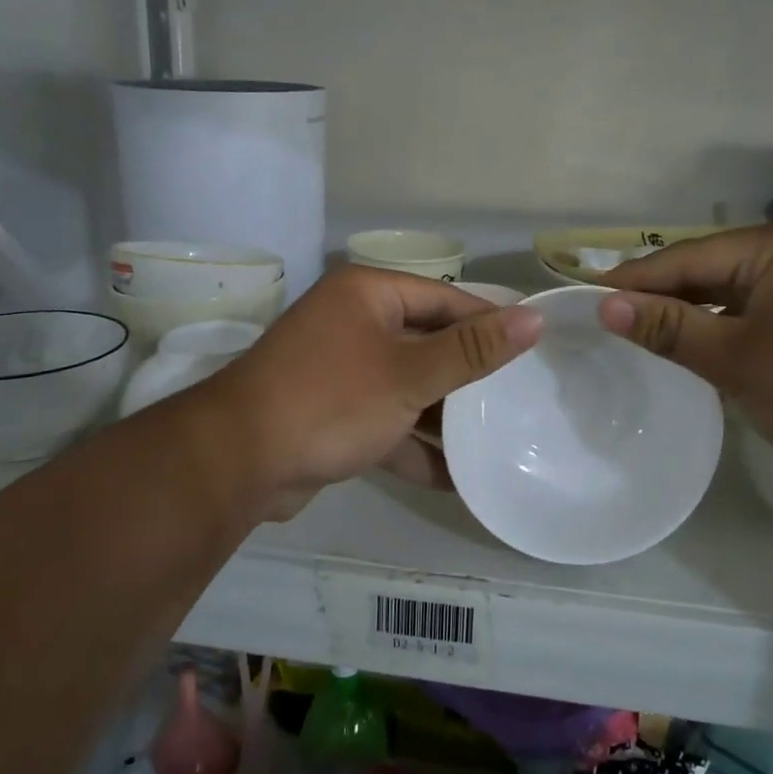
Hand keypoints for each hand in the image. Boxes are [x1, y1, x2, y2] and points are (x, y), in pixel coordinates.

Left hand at [184, 267, 541, 522]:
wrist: (238, 462)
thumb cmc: (332, 400)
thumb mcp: (411, 374)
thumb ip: (473, 350)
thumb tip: (534, 318)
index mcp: (368, 295)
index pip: (445, 299)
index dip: (489, 324)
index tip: (531, 353)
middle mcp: (353, 323)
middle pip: (427, 344)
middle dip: (468, 378)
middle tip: (518, 401)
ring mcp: (340, 371)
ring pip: (407, 387)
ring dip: (443, 418)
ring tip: (495, 442)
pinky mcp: (332, 414)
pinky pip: (385, 421)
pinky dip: (412, 444)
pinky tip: (454, 478)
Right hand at [598, 224, 772, 493]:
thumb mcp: (737, 360)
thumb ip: (669, 328)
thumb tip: (607, 306)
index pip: (685, 257)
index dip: (634, 281)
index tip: (588, 300)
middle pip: (711, 267)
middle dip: (664, 295)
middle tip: (612, 320)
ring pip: (737, 287)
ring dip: (696, 311)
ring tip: (648, 333)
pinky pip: (764, 304)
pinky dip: (730, 322)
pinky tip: (706, 343)